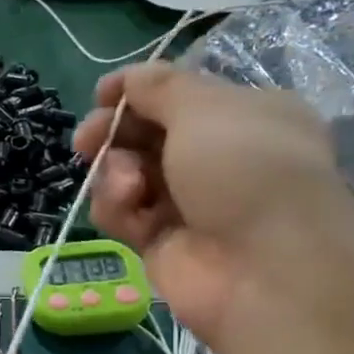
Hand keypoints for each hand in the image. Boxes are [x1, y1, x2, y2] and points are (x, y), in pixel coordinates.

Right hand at [72, 63, 353, 343]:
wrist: (266, 273)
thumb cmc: (246, 171)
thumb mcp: (205, 109)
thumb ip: (159, 88)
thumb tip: (130, 79)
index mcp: (244, 116)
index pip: (180, 95)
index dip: (138, 91)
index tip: (102, 94)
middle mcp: (217, 158)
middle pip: (147, 134)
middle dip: (114, 132)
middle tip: (87, 139)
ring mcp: (188, 203)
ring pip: (128, 174)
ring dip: (116, 172)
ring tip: (127, 183)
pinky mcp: (161, 242)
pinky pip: (124, 212)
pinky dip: (118, 206)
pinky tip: (129, 206)